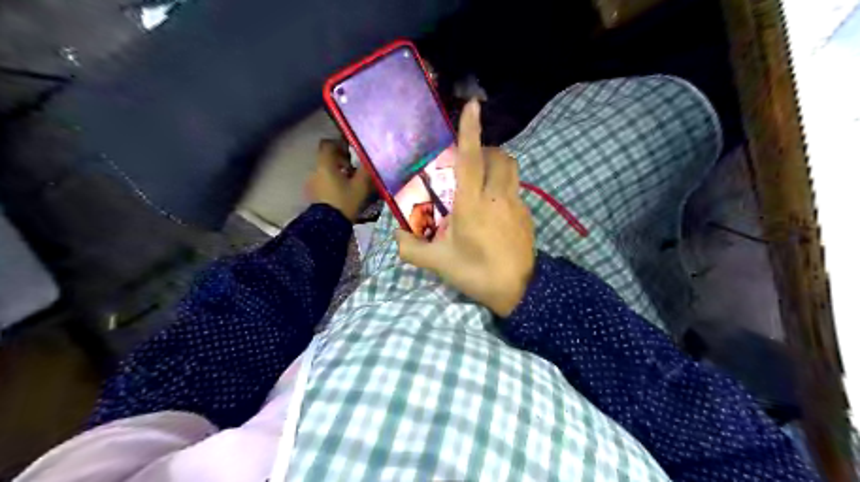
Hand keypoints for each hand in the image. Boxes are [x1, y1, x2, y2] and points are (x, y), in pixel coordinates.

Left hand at [308, 139, 375, 222]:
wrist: (328, 225)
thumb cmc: (345, 201)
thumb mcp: (360, 186)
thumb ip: (365, 170)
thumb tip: (370, 159)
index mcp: (325, 165)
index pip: (327, 145)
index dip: (339, 145)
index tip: (350, 153)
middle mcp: (315, 171)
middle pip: (326, 159)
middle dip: (340, 162)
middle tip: (353, 170)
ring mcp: (312, 183)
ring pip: (325, 172)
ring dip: (336, 174)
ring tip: (349, 184)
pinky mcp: (312, 195)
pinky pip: (323, 183)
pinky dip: (332, 184)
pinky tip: (342, 194)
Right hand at [398, 99, 534, 316]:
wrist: (518, 291)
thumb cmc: (476, 273)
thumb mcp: (438, 263)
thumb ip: (411, 248)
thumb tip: (396, 234)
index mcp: (472, 204)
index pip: (470, 160)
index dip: (470, 131)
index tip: (472, 106)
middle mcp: (497, 197)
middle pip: (498, 156)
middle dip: (485, 150)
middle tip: (469, 162)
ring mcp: (516, 204)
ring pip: (512, 168)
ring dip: (497, 164)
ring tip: (482, 180)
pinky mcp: (527, 214)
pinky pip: (517, 188)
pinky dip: (504, 185)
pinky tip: (494, 209)